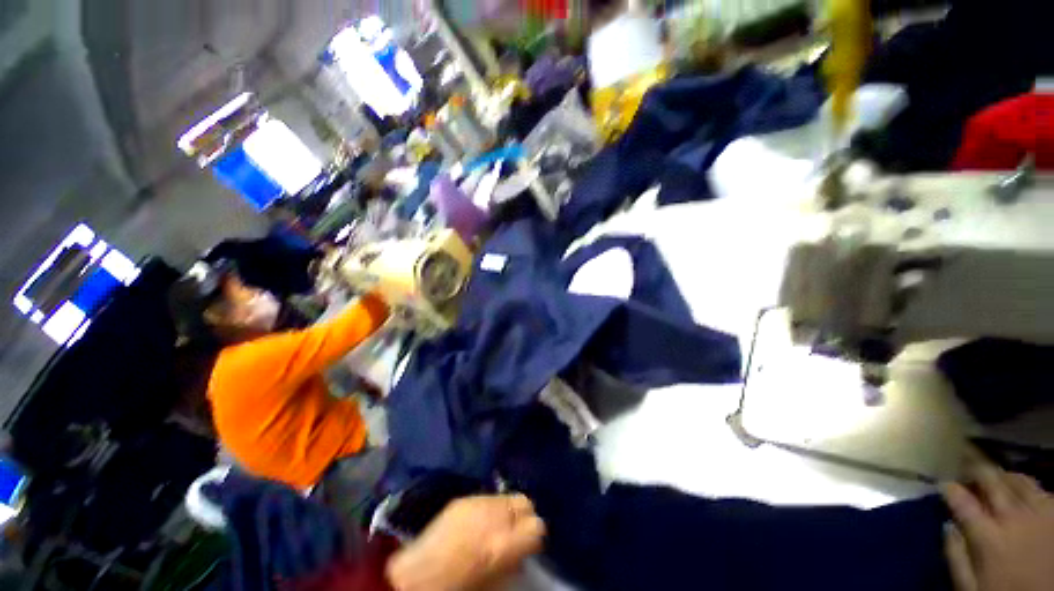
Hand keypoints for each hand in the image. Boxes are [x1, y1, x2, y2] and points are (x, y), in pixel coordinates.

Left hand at [386, 494, 545, 590]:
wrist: (415, 578)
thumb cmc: (458, 587)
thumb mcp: (494, 582)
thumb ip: (512, 562)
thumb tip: (522, 552)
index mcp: (504, 542)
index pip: (537, 526)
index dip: (535, 536)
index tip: (529, 545)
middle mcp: (495, 515)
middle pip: (525, 502)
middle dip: (524, 516)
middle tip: (515, 532)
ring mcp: (477, 502)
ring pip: (507, 496)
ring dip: (507, 510)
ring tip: (496, 525)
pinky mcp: (463, 498)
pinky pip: (487, 497)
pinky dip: (490, 507)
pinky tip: (480, 521)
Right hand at [943, 466, 1053, 590]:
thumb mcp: (971, 588)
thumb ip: (957, 558)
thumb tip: (947, 527)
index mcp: (987, 536)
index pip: (961, 501)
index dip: (950, 489)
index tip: (945, 486)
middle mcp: (1012, 517)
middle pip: (991, 480)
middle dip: (976, 471)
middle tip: (967, 469)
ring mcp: (1040, 513)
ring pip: (1018, 480)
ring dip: (1002, 476)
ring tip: (996, 479)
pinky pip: (1041, 489)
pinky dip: (1027, 486)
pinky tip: (1022, 493)